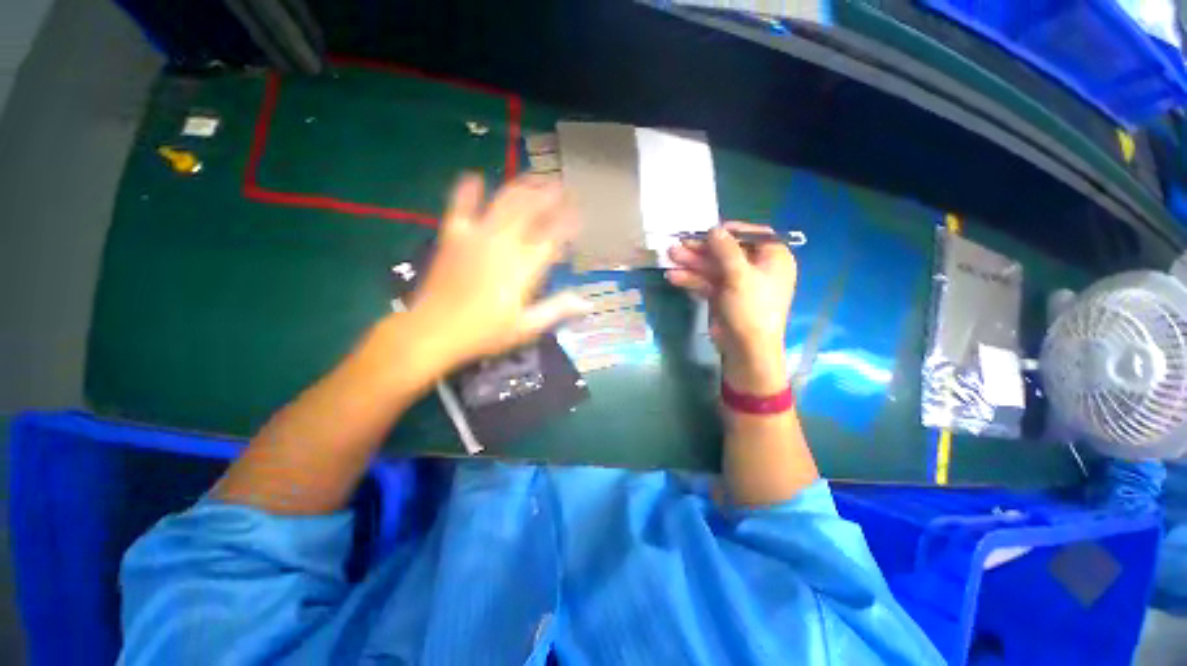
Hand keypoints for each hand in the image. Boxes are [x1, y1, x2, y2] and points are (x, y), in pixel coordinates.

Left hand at [409, 174, 589, 369]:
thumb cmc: (485, 333)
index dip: (568, 223)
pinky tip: (474, 177)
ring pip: (504, 202)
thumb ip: (557, 310)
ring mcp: (476, 236)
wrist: (433, 331)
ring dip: (522, 187)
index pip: (553, 237)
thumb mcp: (527, 326)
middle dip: (549, 196)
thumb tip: (586, 304)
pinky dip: (468, 191)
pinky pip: (461, 206)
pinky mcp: (453, 236)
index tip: (579, 214)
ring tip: (535, 178)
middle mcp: (504, 244)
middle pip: (531, 210)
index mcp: (524, 267)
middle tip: (562, 186)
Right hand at [666, 222, 796, 393]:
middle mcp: (756, 268)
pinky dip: (692, 279)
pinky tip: (674, 277)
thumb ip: (726, 250)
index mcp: (773, 258)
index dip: (729, 231)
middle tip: (678, 243)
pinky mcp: (723, 296)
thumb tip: (714, 229)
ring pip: (713, 267)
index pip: (752, 235)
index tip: (707, 230)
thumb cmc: (751, 308)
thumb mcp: (740, 275)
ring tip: (670, 256)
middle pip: (726, 251)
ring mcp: (737, 283)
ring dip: (692, 263)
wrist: (746, 349)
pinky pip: (707, 282)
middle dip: (701, 249)